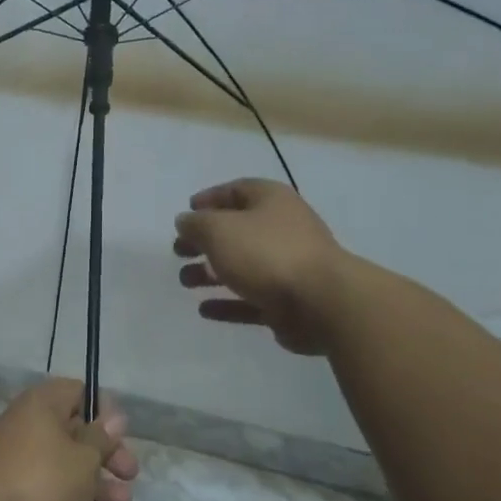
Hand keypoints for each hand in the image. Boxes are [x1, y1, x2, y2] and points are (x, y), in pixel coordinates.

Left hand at [0, 378, 138, 500]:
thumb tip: (112, 417)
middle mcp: (24, 432)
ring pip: (65, 474)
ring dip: (98, 490)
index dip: (102, 410)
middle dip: (106, 457)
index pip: (74, 392)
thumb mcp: (84, 457)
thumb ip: (101, 438)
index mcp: (37, 408)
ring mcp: (17, 470)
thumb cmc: (44, 481)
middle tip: (130, 474)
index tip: (122, 433)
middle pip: (73, 437)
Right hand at [174, 178, 345, 354]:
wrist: (320, 302)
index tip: (186, 212)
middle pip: (237, 231)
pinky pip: (250, 299)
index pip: (237, 190)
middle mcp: (282, 229)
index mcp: (271, 202)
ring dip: (210, 273)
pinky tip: (204, 310)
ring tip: (185, 281)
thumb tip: (185, 221)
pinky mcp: (287, 302)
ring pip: (242, 266)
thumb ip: (196, 224)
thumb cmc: (266, 253)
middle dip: (205, 240)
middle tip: (179, 251)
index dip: (210, 199)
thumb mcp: (219, 230)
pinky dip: (228, 302)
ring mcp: (287, 267)